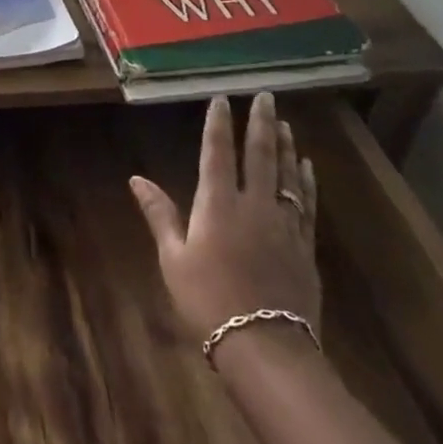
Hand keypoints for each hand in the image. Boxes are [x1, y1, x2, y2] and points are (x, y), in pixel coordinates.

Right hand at [129, 93, 321, 350]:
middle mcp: (253, 204)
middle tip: (265, 96)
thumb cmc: (208, 301)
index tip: (221, 99)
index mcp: (217, 204)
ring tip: (285, 123)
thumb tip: (137, 179)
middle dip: (261, 122)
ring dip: (285, 145)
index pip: (217, 153)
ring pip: (285, 174)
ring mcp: (283, 224)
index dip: (218, 124)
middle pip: (259, 154)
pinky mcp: (304, 246)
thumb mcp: (173, 258)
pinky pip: (305, 204)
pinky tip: (306, 168)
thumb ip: (159, 214)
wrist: (265, 347)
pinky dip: (305, 181)